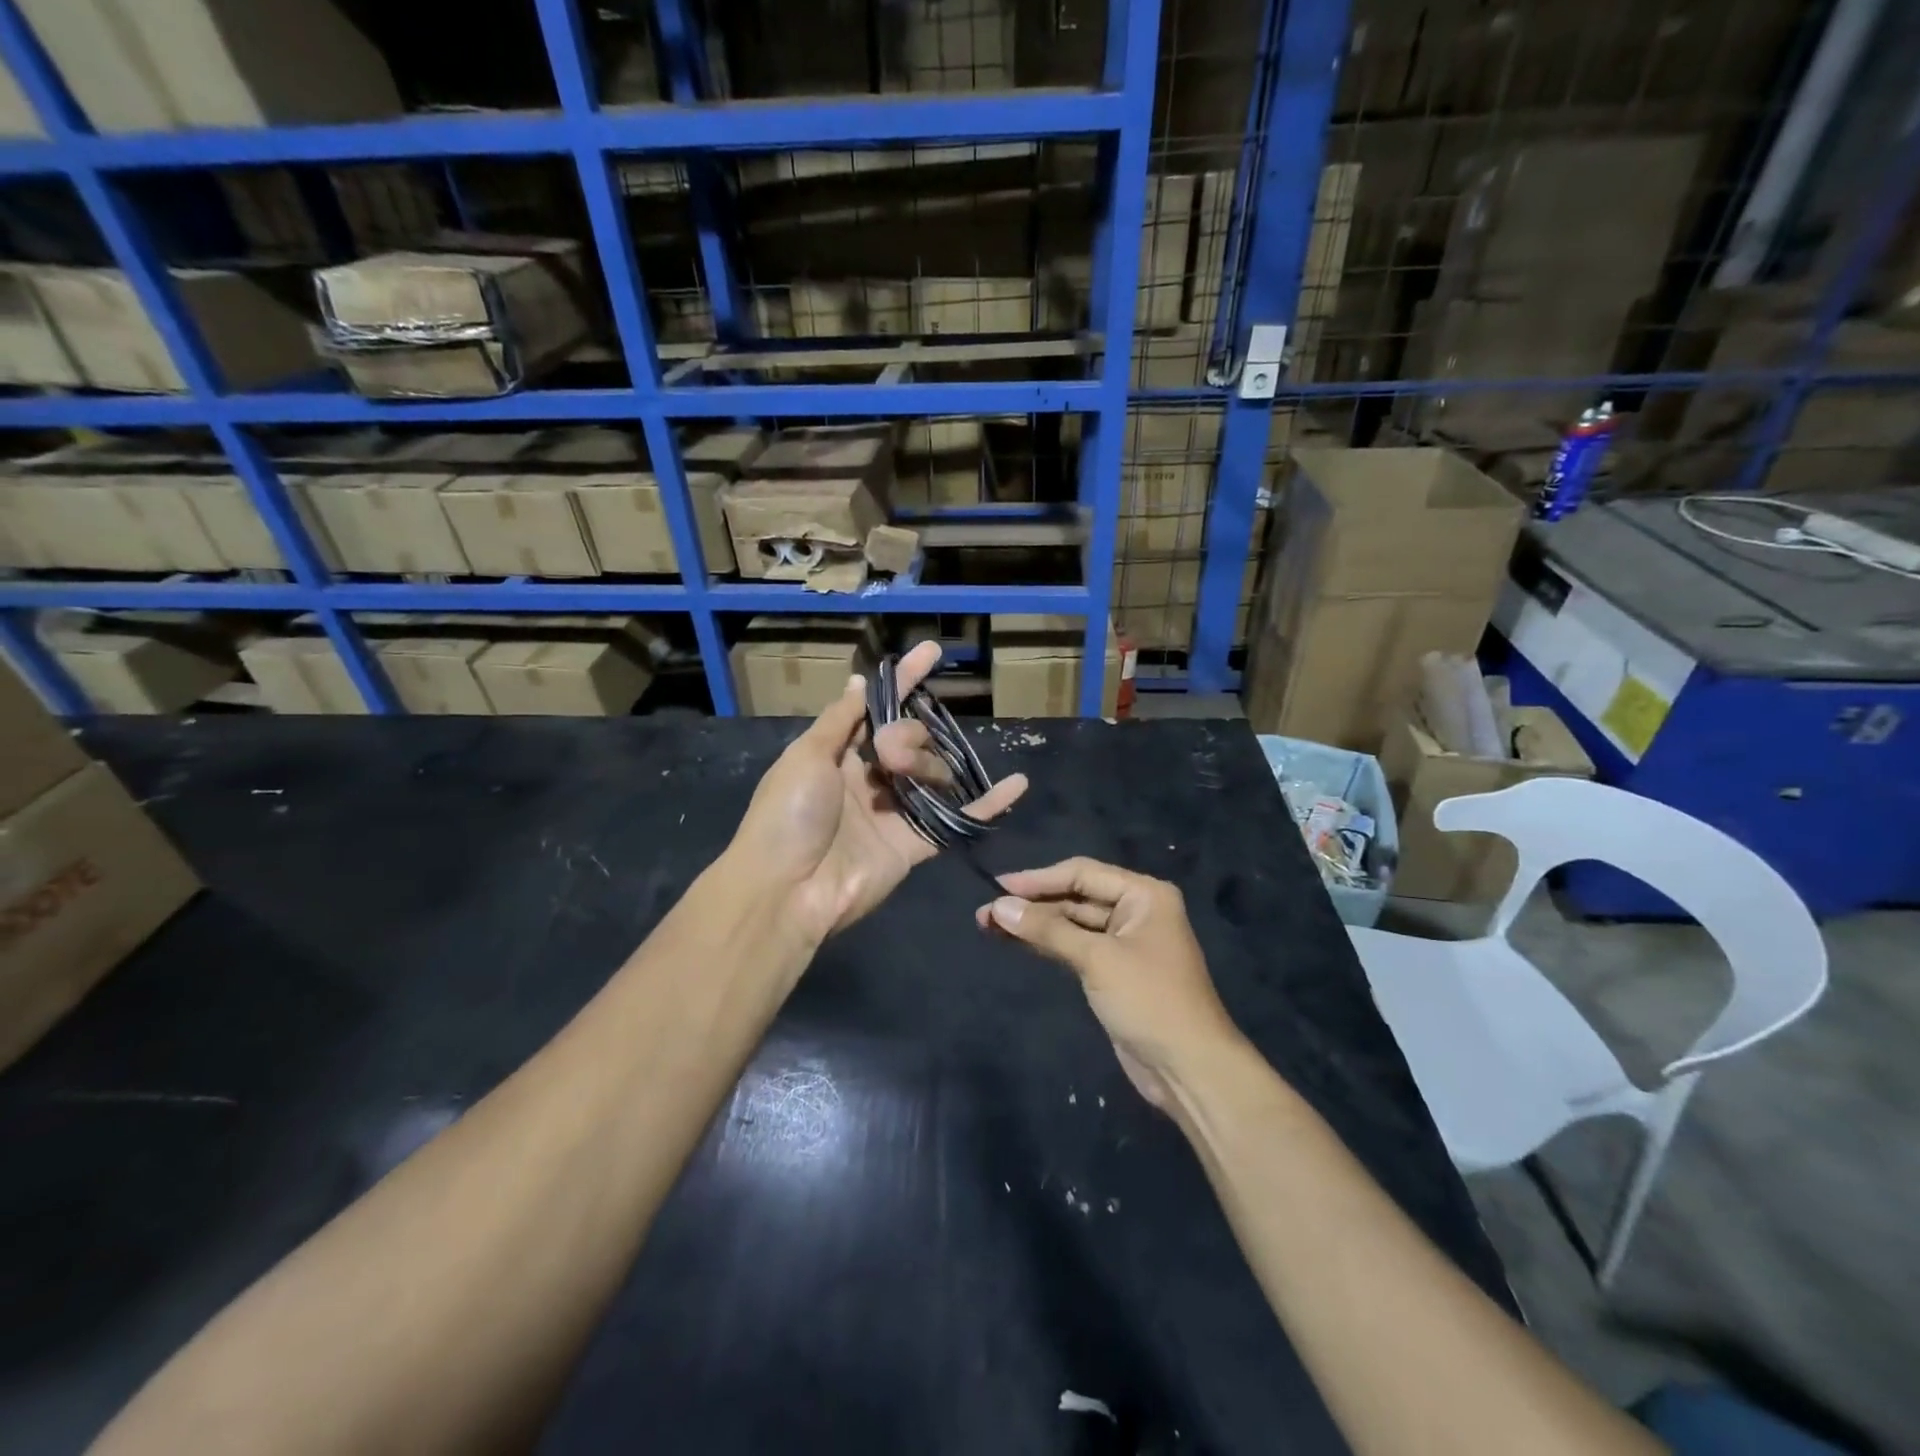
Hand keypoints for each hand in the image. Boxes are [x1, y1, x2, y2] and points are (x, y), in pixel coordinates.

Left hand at [732, 642, 1027, 945]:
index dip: (904, 680)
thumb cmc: (787, 816)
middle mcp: (871, 778)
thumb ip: (841, 720)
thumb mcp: (806, 756)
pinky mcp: (915, 844)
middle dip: (910, 735)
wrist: (787, 890)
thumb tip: (860, 682)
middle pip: (911, 738)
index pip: (879, 708)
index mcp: (840, 753)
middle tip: (890, 754)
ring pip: (933, 772)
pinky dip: (988, 804)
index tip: (931, 653)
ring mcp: (895, 811)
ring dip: (930, 766)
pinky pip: (956, 818)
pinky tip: (1016, 785)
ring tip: (909, 778)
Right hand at [976, 858, 1241, 1110]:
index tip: (998, 885)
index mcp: (1143, 894)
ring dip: (1034, 925)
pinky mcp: (1113, 971)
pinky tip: (1014, 942)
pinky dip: (1046, 944)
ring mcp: (1124, 943)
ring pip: (1071, 924)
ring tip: (988, 925)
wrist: (1189, 1068)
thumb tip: (998, 907)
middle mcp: (1136, 911)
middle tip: (985, 912)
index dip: (1038, 879)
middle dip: (1031, 905)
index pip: (1082, 873)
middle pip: (1075, 897)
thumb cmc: (1149, 1000)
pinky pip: (1074, 947)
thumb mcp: (1097, 959)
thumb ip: (1047, 929)